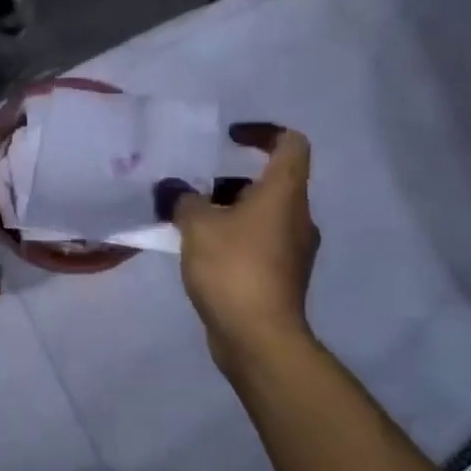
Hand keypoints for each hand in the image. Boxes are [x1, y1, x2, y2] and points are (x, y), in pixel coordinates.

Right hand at [156, 125, 320, 373]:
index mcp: (284, 194)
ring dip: (226, 211)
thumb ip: (183, 199)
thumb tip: (173, 188)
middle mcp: (296, 217)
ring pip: (260, 215)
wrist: (259, 338)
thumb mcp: (197, 226)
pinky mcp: (280, 277)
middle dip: (228, 181)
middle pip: (269, 183)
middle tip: (192, 188)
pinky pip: (256, 243)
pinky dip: (231, 238)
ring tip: (186, 221)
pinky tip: (198, 252)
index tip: (229, 138)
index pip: (290, 144)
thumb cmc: (233, 269)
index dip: (262, 132)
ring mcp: (292, 250)